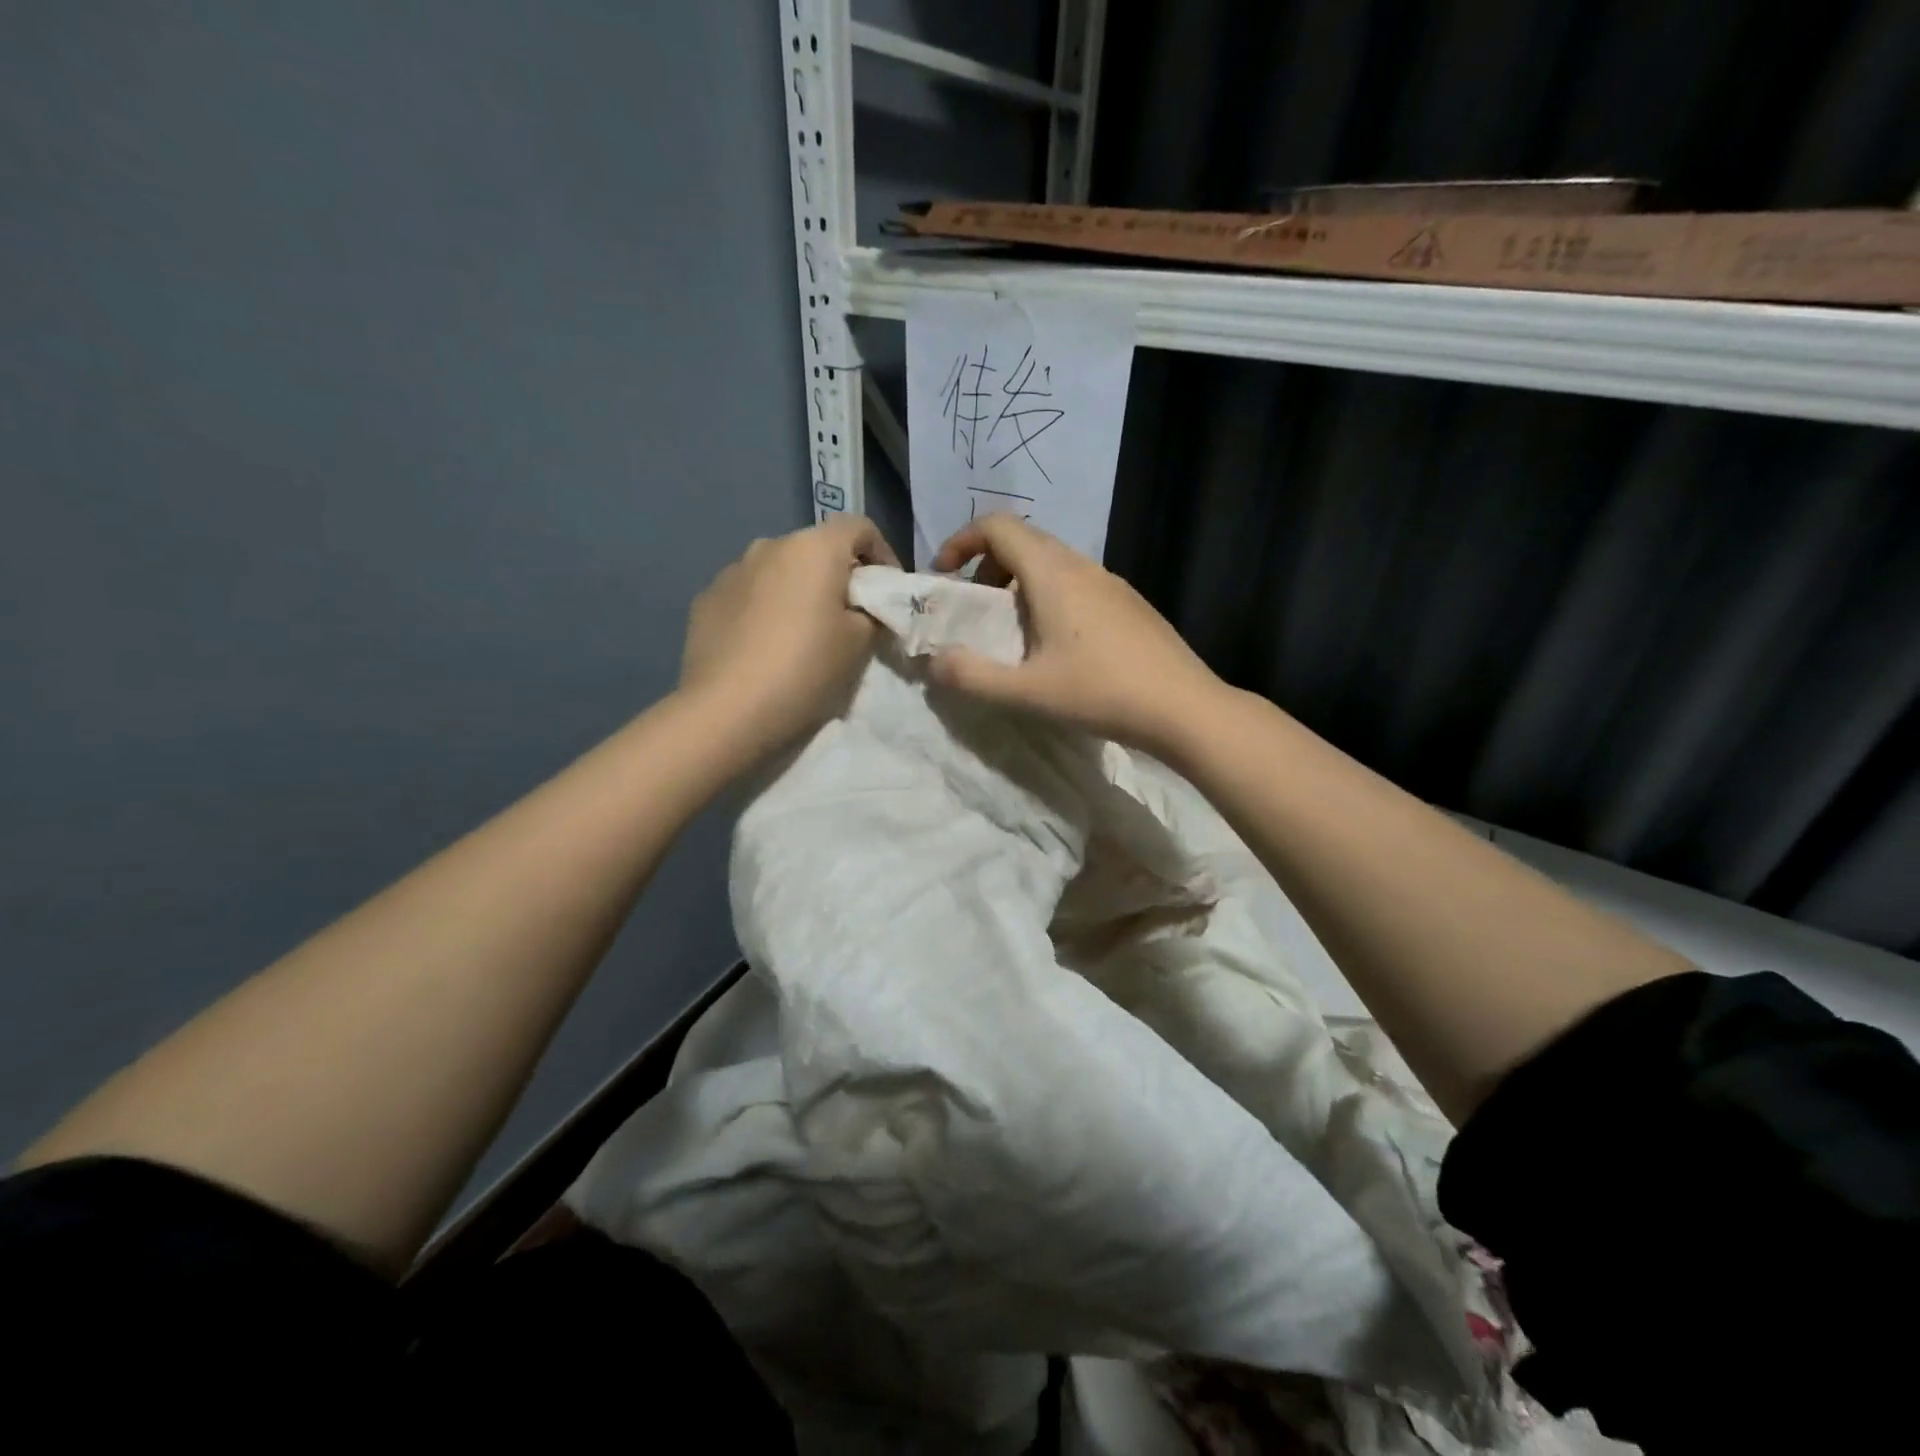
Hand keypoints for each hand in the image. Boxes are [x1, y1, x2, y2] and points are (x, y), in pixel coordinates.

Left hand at [679, 515, 897, 759]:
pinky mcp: (705, 601)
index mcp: (813, 547)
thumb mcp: (860, 644)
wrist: (728, 710)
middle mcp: (769, 546)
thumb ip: (870, 615)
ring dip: (797, 592)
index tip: (887, 592)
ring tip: (803, 635)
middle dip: (837, 577)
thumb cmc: (806, 669)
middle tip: (850, 619)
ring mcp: (731, 571)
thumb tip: (862, 610)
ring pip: (778, 572)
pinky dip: (765, 610)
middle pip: (816, 549)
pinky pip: (748, 595)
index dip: (883, 555)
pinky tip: (766, 648)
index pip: (860, 527)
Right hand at [928, 514, 1226, 757]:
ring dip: (1019, 584)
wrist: (1183, 707)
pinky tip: (1057, 646)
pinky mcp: (1129, 603)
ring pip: (1052, 563)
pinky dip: (1049, 597)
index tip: (945, 576)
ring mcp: (1111, 582)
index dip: (962, 541)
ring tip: (1013, 632)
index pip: (998, 526)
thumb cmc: (1101, 692)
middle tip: (975, 609)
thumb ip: (971, 677)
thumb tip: (935, 662)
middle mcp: (1082, 566)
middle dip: (987, 566)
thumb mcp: (1026, 692)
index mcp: (1052, 574)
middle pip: (1024, 541)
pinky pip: (1077, 583)